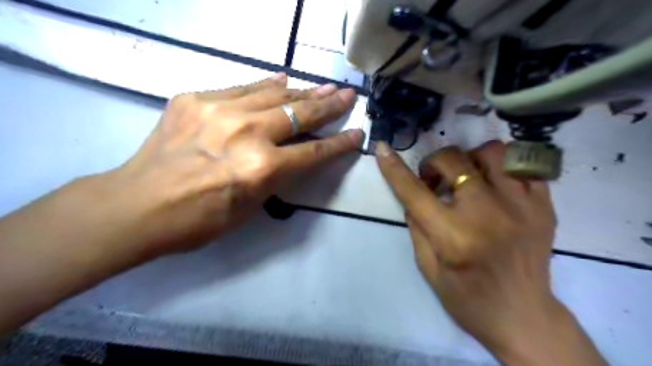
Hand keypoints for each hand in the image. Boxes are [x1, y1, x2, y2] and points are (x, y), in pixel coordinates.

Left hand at [104, 73, 363, 257]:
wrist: (137, 205)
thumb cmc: (198, 220)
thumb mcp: (250, 207)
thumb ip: (275, 176)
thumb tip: (293, 154)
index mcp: (261, 169)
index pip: (313, 152)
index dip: (339, 144)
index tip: (356, 133)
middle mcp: (247, 134)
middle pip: (299, 114)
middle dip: (328, 105)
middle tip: (347, 94)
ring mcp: (219, 111)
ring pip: (274, 94)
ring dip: (302, 91)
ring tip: (323, 86)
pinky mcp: (196, 99)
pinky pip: (242, 88)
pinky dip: (265, 84)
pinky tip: (281, 79)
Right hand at [374, 142, 608, 365]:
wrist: (523, 317)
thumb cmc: (467, 298)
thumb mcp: (427, 267)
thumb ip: (416, 225)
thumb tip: (413, 194)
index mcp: (453, 236)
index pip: (414, 192)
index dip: (393, 168)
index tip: (382, 148)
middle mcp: (488, 214)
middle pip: (454, 161)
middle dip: (433, 163)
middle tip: (432, 181)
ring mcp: (522, 206)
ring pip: (492, 152)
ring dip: (469, 159)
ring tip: (465, 177)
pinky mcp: (543, 206)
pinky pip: (522, 165)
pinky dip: (501, 167)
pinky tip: (493, 184)